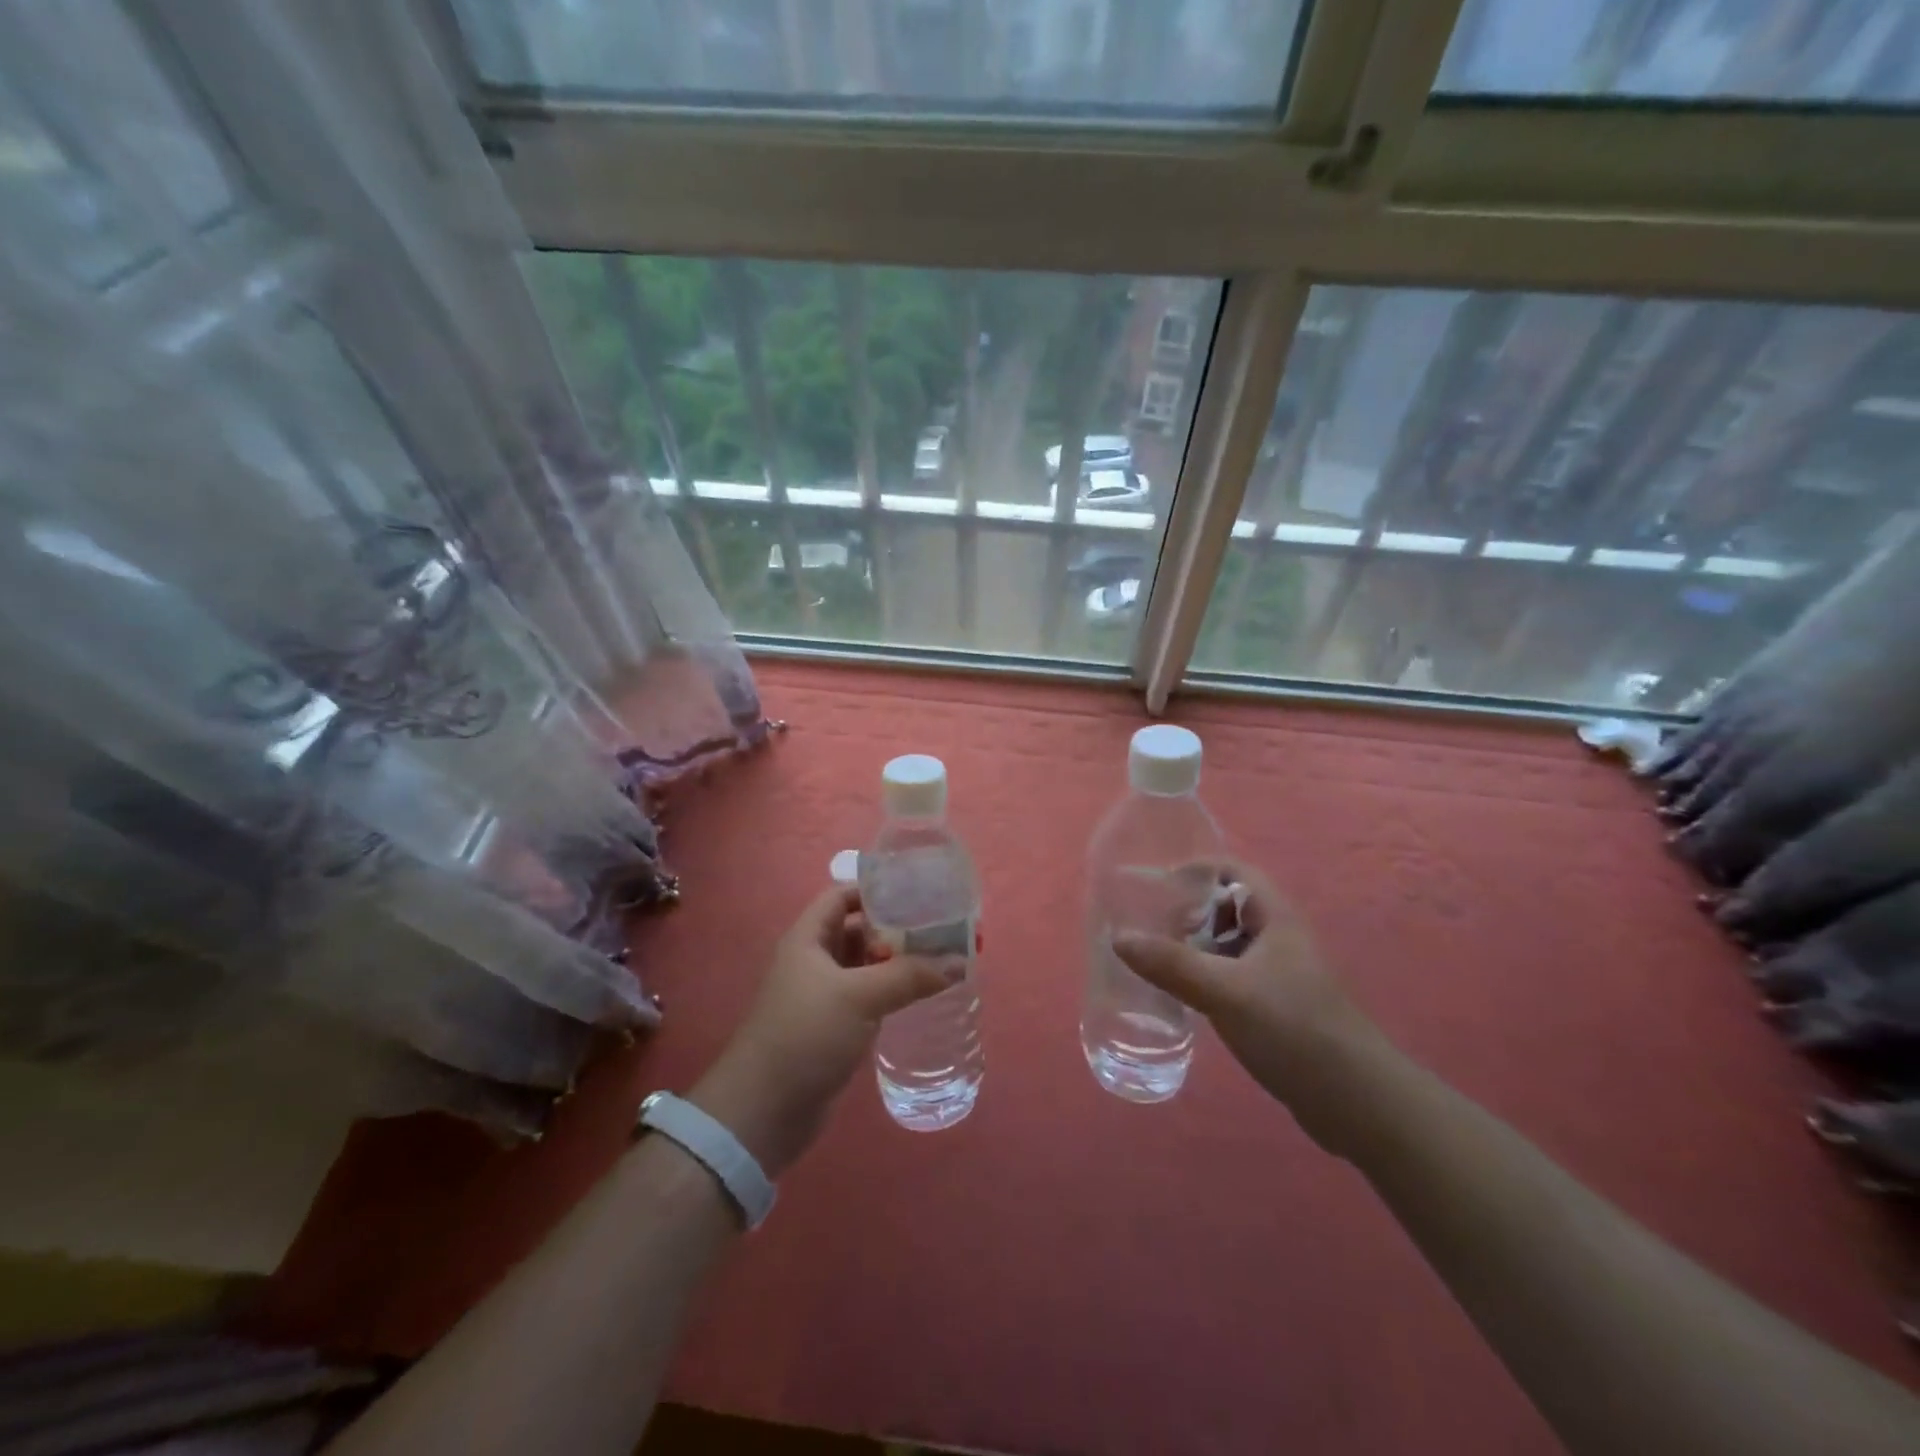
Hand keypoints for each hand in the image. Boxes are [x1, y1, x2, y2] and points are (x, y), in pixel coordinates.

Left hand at [689, 884, 953, 1176]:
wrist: (763, 1111)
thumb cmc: (806, 1035)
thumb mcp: (860, 997)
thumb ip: (909, 976)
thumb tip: (960, 962)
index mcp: (808, 938)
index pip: (842, 896)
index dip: (875, 889)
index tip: (917, 892)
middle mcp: (813, 960)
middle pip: (858, 930)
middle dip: (896, 928)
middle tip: (941, 927)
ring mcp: (822, 995)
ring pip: (865, 967)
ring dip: (897, 962)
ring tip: (941, 957)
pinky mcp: (832, 1027)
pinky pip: (866, 997)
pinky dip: (891, 992)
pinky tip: (921, 995)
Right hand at [1112, 859, 1382, 1153]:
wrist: (1358, 1101)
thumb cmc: (1294, 1029)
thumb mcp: (1226, 991)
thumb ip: (1171, 963)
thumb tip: (1118, 936)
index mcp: (1275, 918)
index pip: (1233, 871)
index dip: (1195, 870)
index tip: (1155, 885)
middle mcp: (1279, 938)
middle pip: (1228, 907)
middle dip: (1188, 911)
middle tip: (1148, 926)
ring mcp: (1281, 975)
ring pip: (1230, 945)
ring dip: (1195, 947)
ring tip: (1156, 959)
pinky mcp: (1277, 1007)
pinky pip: (1233, 977)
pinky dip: (1207, 978)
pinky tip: (1184, 997)